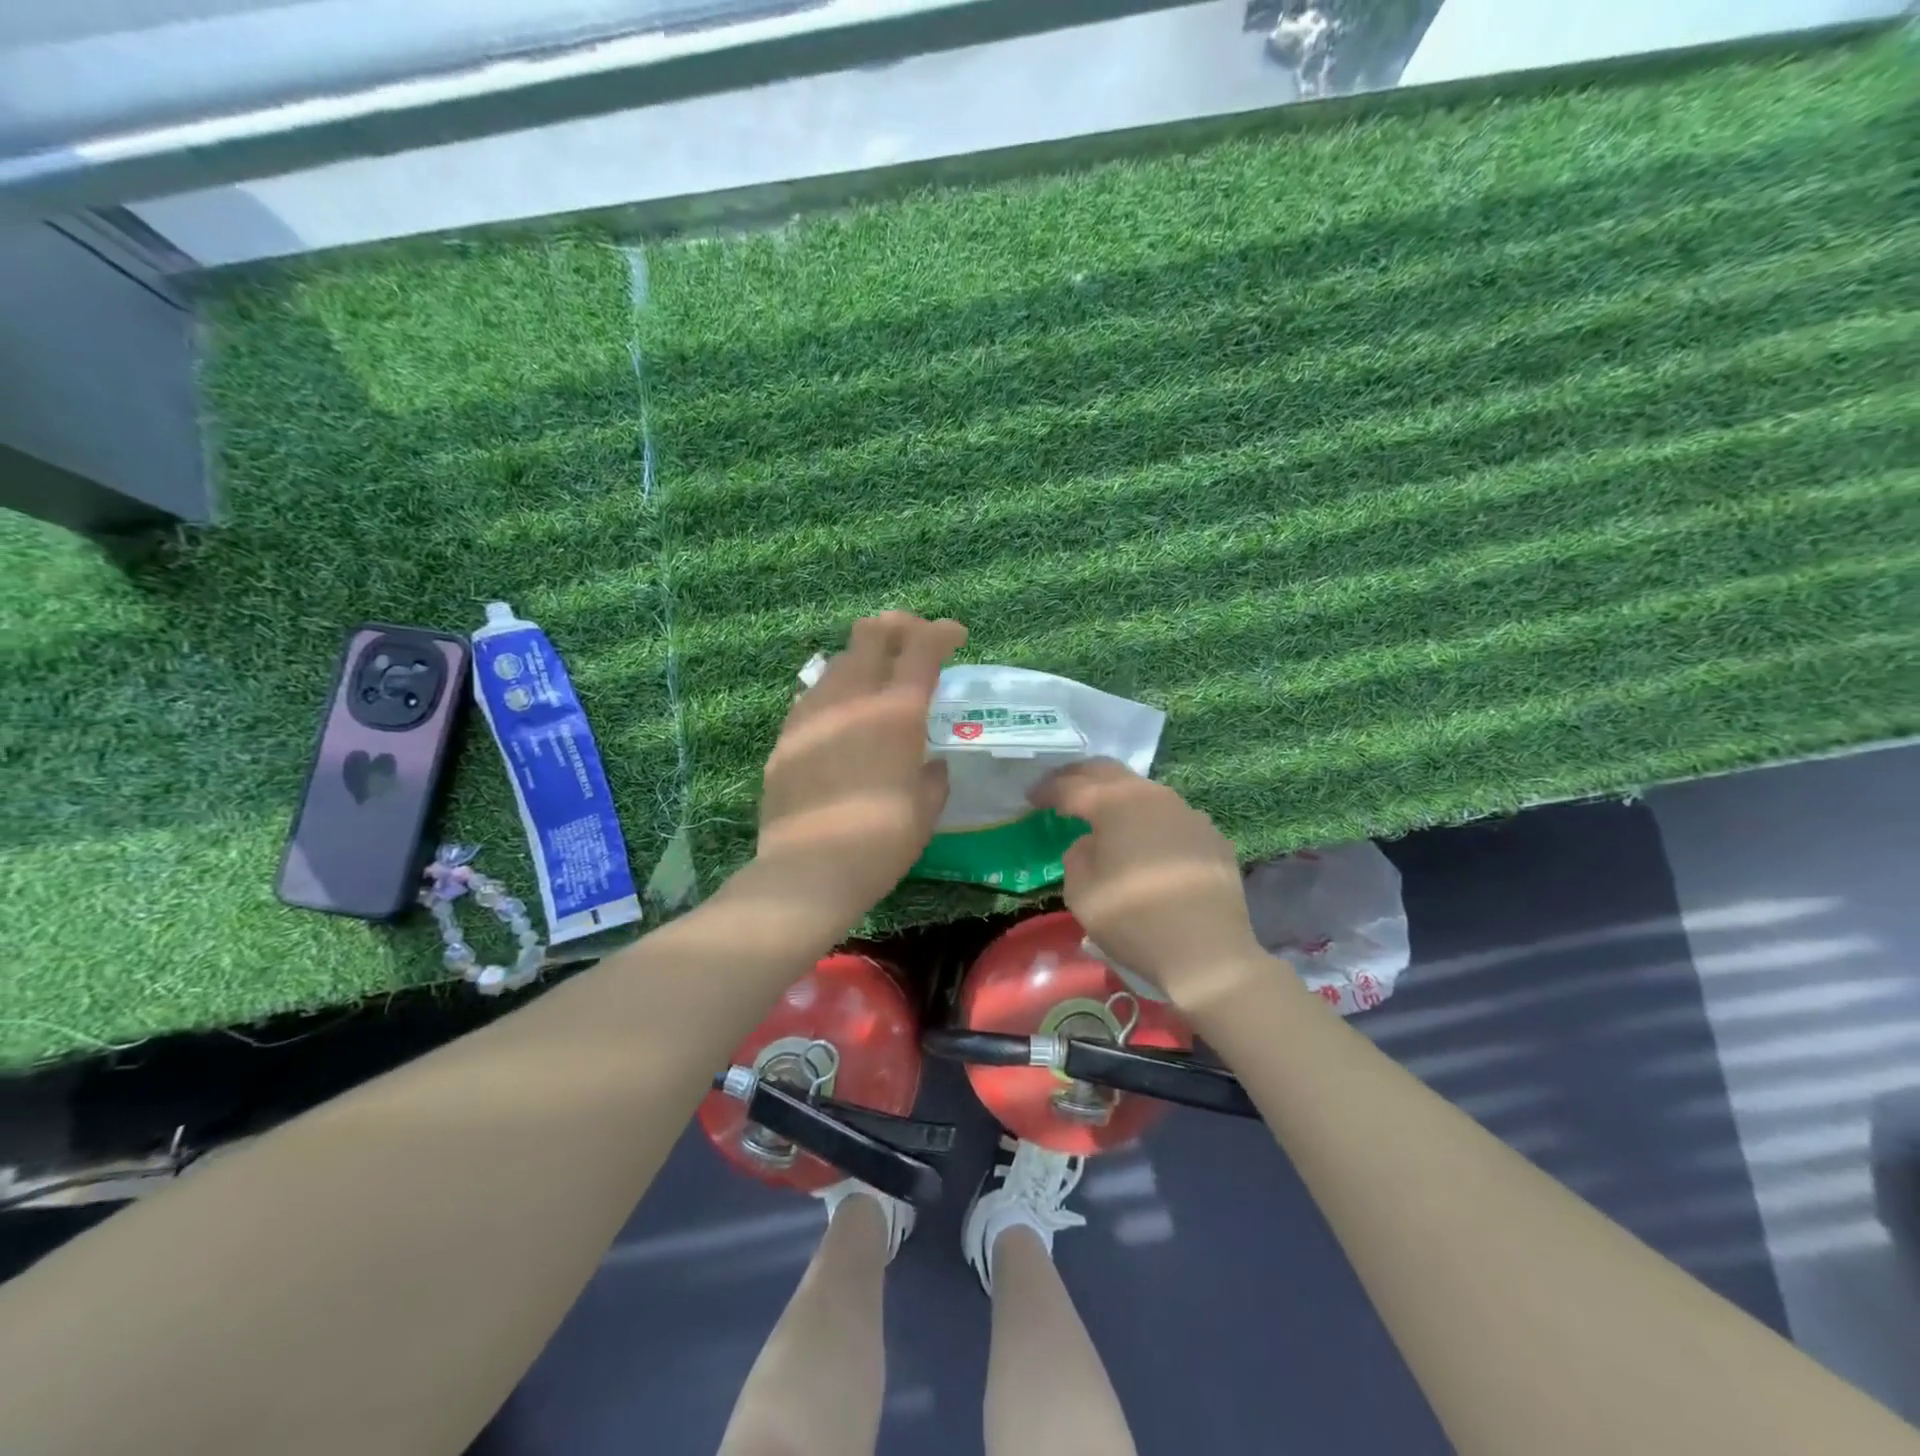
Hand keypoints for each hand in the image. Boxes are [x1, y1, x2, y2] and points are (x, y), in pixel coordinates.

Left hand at [756, 612, 967, 928]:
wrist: (808, 871)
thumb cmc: (880, 843)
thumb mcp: (924, 811)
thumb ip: (932, 777)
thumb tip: (929, 764)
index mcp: (896, 714)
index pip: (922, 649)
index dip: (942, 633)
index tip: (955, 636)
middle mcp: (853, 699)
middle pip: (871, 634)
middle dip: (898, 626)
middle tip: (914, 641)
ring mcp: (813, 713)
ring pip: (838, 660)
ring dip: (864, 658)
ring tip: (877, 679)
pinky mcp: (786, 735)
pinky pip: (814, 694)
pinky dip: (836, 691)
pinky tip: (842, 716)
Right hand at [1030, 760, 1271, 1011]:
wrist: (1207, 952)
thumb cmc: (1134, 920)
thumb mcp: (1081, 893)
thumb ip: (1077, 856)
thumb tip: (1090, 844)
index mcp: (1116, 804)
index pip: (1072, 786)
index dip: (1048, 790)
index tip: (1031, 797)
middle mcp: (1153, 796)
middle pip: (1109, 773)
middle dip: (1080, 776)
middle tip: (1060, 788)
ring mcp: (1188, 813)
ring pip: (1143, 791)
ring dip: (1117, 796)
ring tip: (1101, 812)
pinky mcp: (1211, 836)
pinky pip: (1171, 817)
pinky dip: (1149, 821)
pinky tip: (1144, 841)